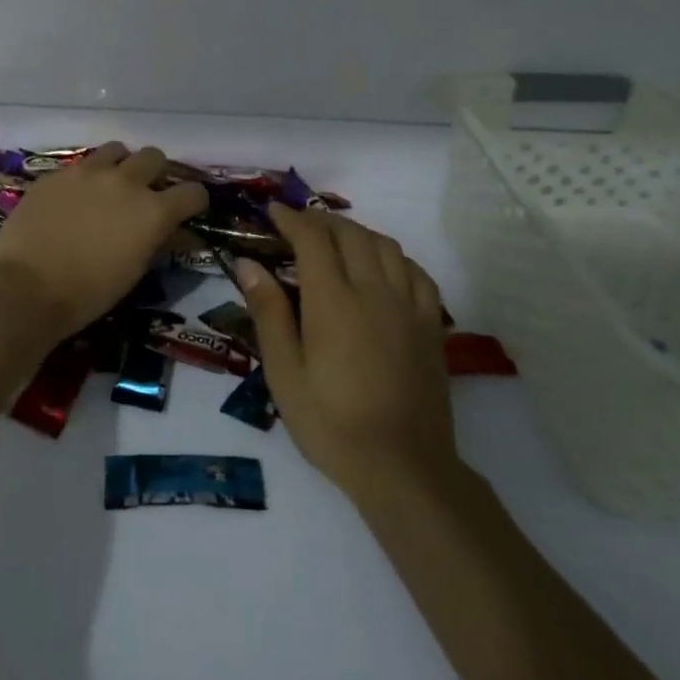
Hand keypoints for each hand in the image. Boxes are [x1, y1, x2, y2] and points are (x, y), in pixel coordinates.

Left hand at [0, 143, 207, 338]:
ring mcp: (88, 172)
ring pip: (117, 150)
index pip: (192, 192)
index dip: (194, 202)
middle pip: (154, 157)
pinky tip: (74, 199)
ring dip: (120, 165)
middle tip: (145, 195)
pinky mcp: (57, 173)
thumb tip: (178, 233)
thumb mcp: (134, 271)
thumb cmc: (88, 292)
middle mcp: (125, 181)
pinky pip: (81, 164)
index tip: (187, 211)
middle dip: (155, 174)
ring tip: (109, 187)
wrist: (26, 287)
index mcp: (153, 210)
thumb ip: (159, 242)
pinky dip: (86, 177)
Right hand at [237, 207, 459, 500]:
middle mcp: (374, 291)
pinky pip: (416, 272)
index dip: (292, 219)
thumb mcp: (284, 373)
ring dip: (357, 233)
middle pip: (351, 234)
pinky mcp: (431, 325)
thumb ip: (268, 313)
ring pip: (386, 246)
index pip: (313, 239)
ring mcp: (408, 306)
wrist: (402, 467)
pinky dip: (393, 257)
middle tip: (298, 226)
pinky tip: (382, 268)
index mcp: (333, 302)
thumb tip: (249, 264)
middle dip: (321, 221)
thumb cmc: (330, 423)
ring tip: (336, 242)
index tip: (273, 211)